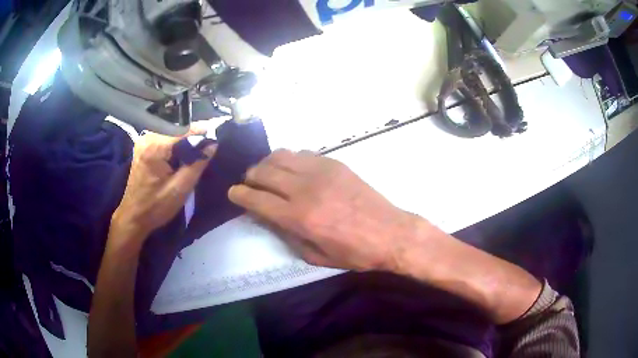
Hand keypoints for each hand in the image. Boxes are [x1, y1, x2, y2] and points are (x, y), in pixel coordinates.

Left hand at [111, 128, 216, 242]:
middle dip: (195, 136)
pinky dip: (177, 145)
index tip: (218, 134)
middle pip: (178, 129)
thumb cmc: (156, 207)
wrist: (133, 217)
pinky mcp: (144, 147)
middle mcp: (148, 138)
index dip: (203, 131)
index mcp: (155, 147)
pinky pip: (165, 139)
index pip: (184, 130)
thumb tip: (212, 144)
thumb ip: (197, 164)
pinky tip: (184, 154)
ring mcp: (144, 141)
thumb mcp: (180, 189)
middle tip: (211, 145)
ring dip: (186, 140)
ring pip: (172, 133)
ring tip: (201, 149)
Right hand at [228, 150, 421, 271]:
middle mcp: (305, 189)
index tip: (233, 193)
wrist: (390, 233)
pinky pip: (302, 153)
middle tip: (249, 184)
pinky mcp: (334, 163)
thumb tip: (266, 216)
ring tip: (267, 174)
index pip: (256, 199)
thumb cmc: (353, 252)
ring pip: (280, 156)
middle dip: (249, 177)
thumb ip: (286, 234)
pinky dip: (289, 159)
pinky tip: (293, 170)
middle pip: (263, 172)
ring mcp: (321, 171)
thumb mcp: (314, 256)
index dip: (239, 194)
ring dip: (267, 164)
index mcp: (298, 217)